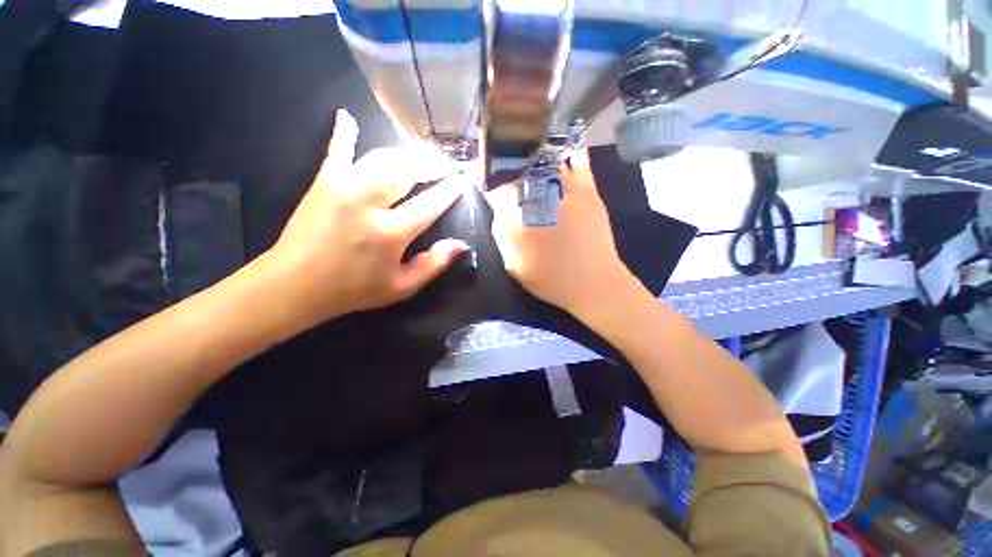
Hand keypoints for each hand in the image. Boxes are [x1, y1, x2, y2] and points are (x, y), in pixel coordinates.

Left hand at [261, 109, 468, 331]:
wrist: (295, 285)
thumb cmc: (354, 290)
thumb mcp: (401, 287)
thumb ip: (433, 265)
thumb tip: (461, 244)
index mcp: (392, 232)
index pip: (430, 204)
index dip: (449, 190)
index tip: (462, 179)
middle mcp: (370, 203)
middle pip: (408, 172)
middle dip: (432, 164)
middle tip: (446, 162)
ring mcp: (344, 188)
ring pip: (382, 158)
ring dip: (406, 153)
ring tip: (422, 152)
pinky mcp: (323, 183)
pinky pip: (337, 152)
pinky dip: (344, 134)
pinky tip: (347, 116)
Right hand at [486, 149, 644, 320]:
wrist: (594, 284)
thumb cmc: (551, 280)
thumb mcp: (514, 266)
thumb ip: (502, 237)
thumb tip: (500, 212)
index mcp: (520, 219)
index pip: (498, 191)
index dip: (493, 186)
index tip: (493, 187)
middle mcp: (541, 199)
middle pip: (520, 173)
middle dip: (511, 172)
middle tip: (511, 177)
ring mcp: (567, 192)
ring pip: (546, 164)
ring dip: (536, 163)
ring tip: (531, 165)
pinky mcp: (589, 192)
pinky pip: (578, 165)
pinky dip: (570, 157)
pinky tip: (564, 156)